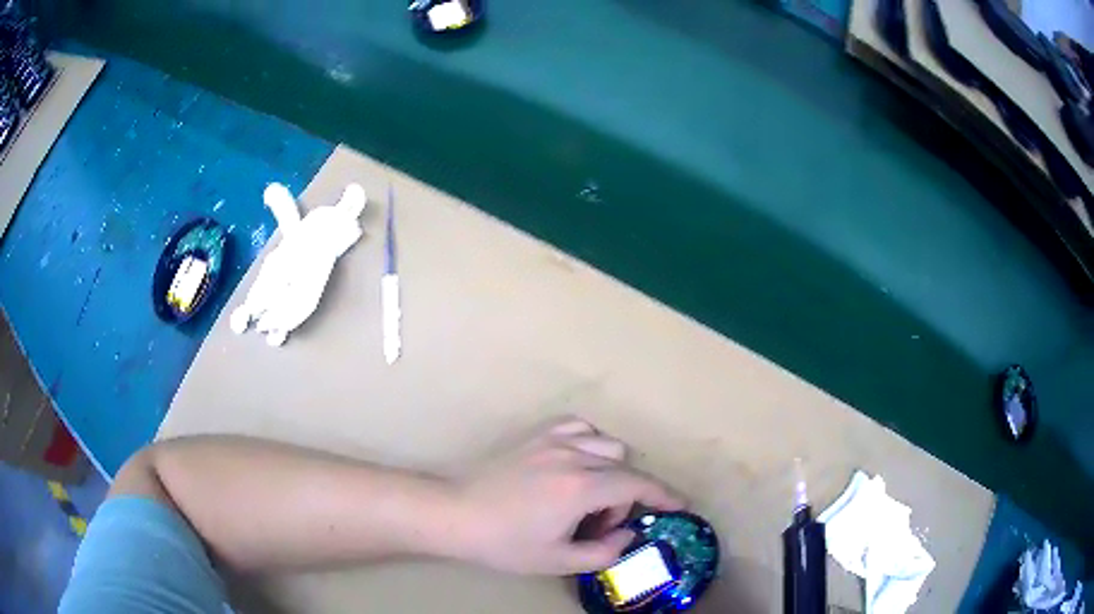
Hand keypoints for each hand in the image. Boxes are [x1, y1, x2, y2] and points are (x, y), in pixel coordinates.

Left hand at [452, 417, 684, 574]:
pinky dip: (590, 442)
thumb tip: (628, 535)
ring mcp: (553, 440)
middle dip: (624, 497)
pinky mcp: (535, 434)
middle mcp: (573, 456)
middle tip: (600, 523)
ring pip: (606, 443)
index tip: (680, 505)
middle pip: (623, 466)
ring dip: (611, 469)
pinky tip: (577, 461)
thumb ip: (603, 551)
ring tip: (589, 493)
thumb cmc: (504, 543)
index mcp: (580, 488)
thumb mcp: (557, 561)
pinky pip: (579, 426)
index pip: (637, 485)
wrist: (455, 514)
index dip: (664, 495)